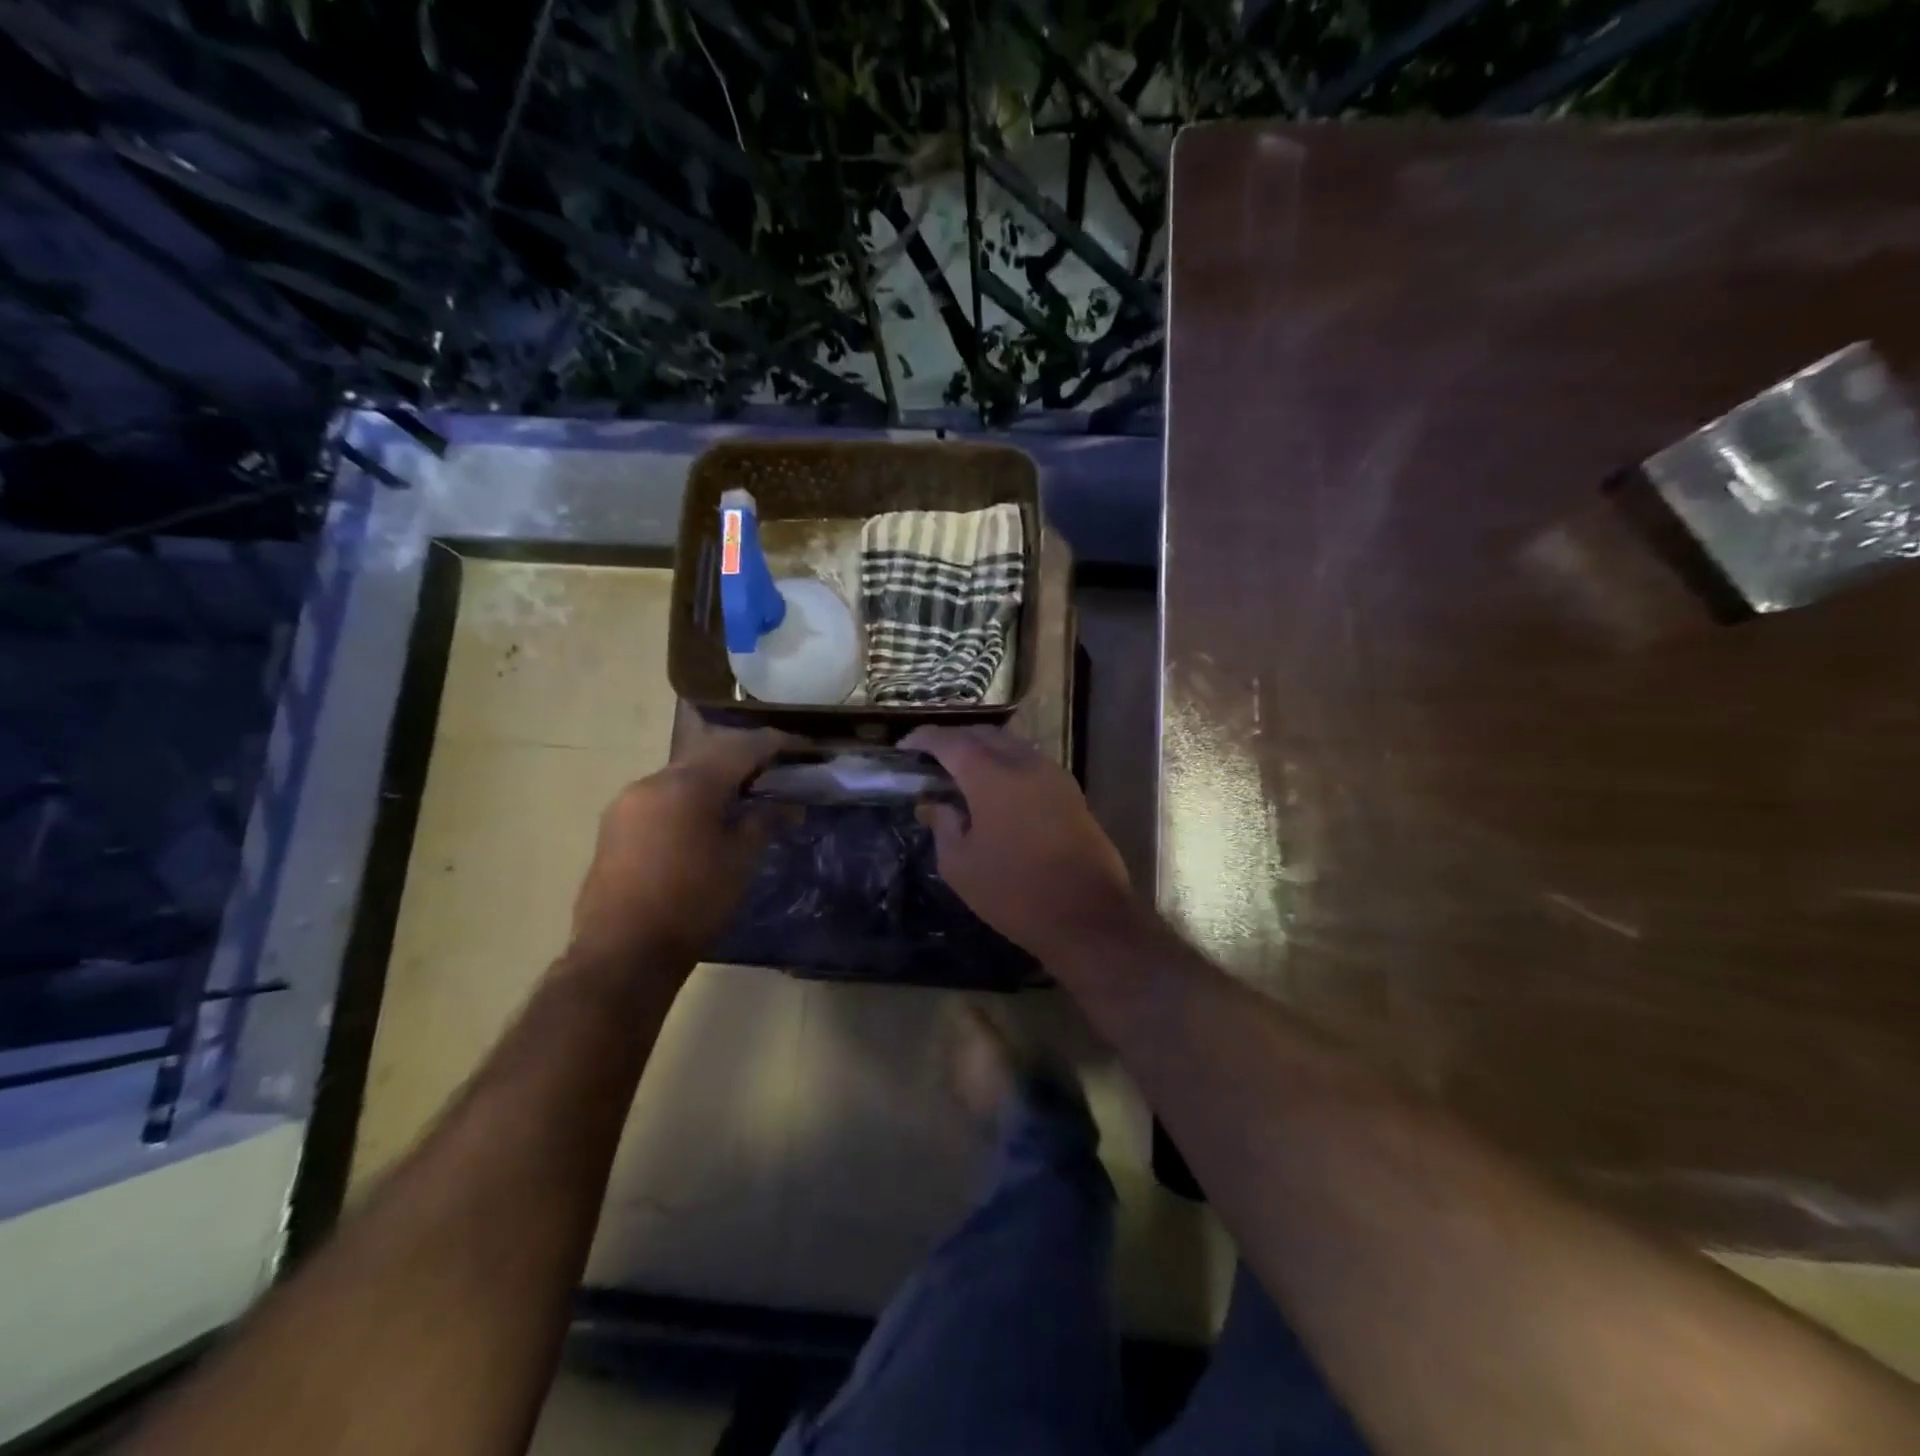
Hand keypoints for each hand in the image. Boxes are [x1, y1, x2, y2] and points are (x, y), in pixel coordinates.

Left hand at [568, 729, 787, 974]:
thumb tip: (788, 806)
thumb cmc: (692, 904)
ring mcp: (629, 801)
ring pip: (683, 773)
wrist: (622, 953)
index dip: (776, 743)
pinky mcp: (615, 824)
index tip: (802, 747)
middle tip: (776, 768)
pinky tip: (706, 817)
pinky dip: (691, 796)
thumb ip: (764, 822)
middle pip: (709, 753)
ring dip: (715, 776)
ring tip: (744, 794)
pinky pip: (662, 794)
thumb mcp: (740, 861)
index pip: (742, 747)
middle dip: (745, 756)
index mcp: (689, 784)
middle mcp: (655, 780)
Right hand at [902, 725, 1134, 962]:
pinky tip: (996, 788)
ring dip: (983, 750)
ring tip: (961, 772)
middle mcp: (1025, 763)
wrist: (1088, 917)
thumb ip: (943, 826)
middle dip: (954, 740)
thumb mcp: (961, 866)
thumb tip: (933, 804)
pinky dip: (1007, 764)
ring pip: (1011, 746)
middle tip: (931, 758)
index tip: (904, 747)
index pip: (951, 742)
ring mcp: (1054, 775)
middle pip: (984, 735)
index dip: (924, 739)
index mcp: (992, 777)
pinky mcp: (1072, 792)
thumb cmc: (1015, 893)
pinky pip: (1031, 763)